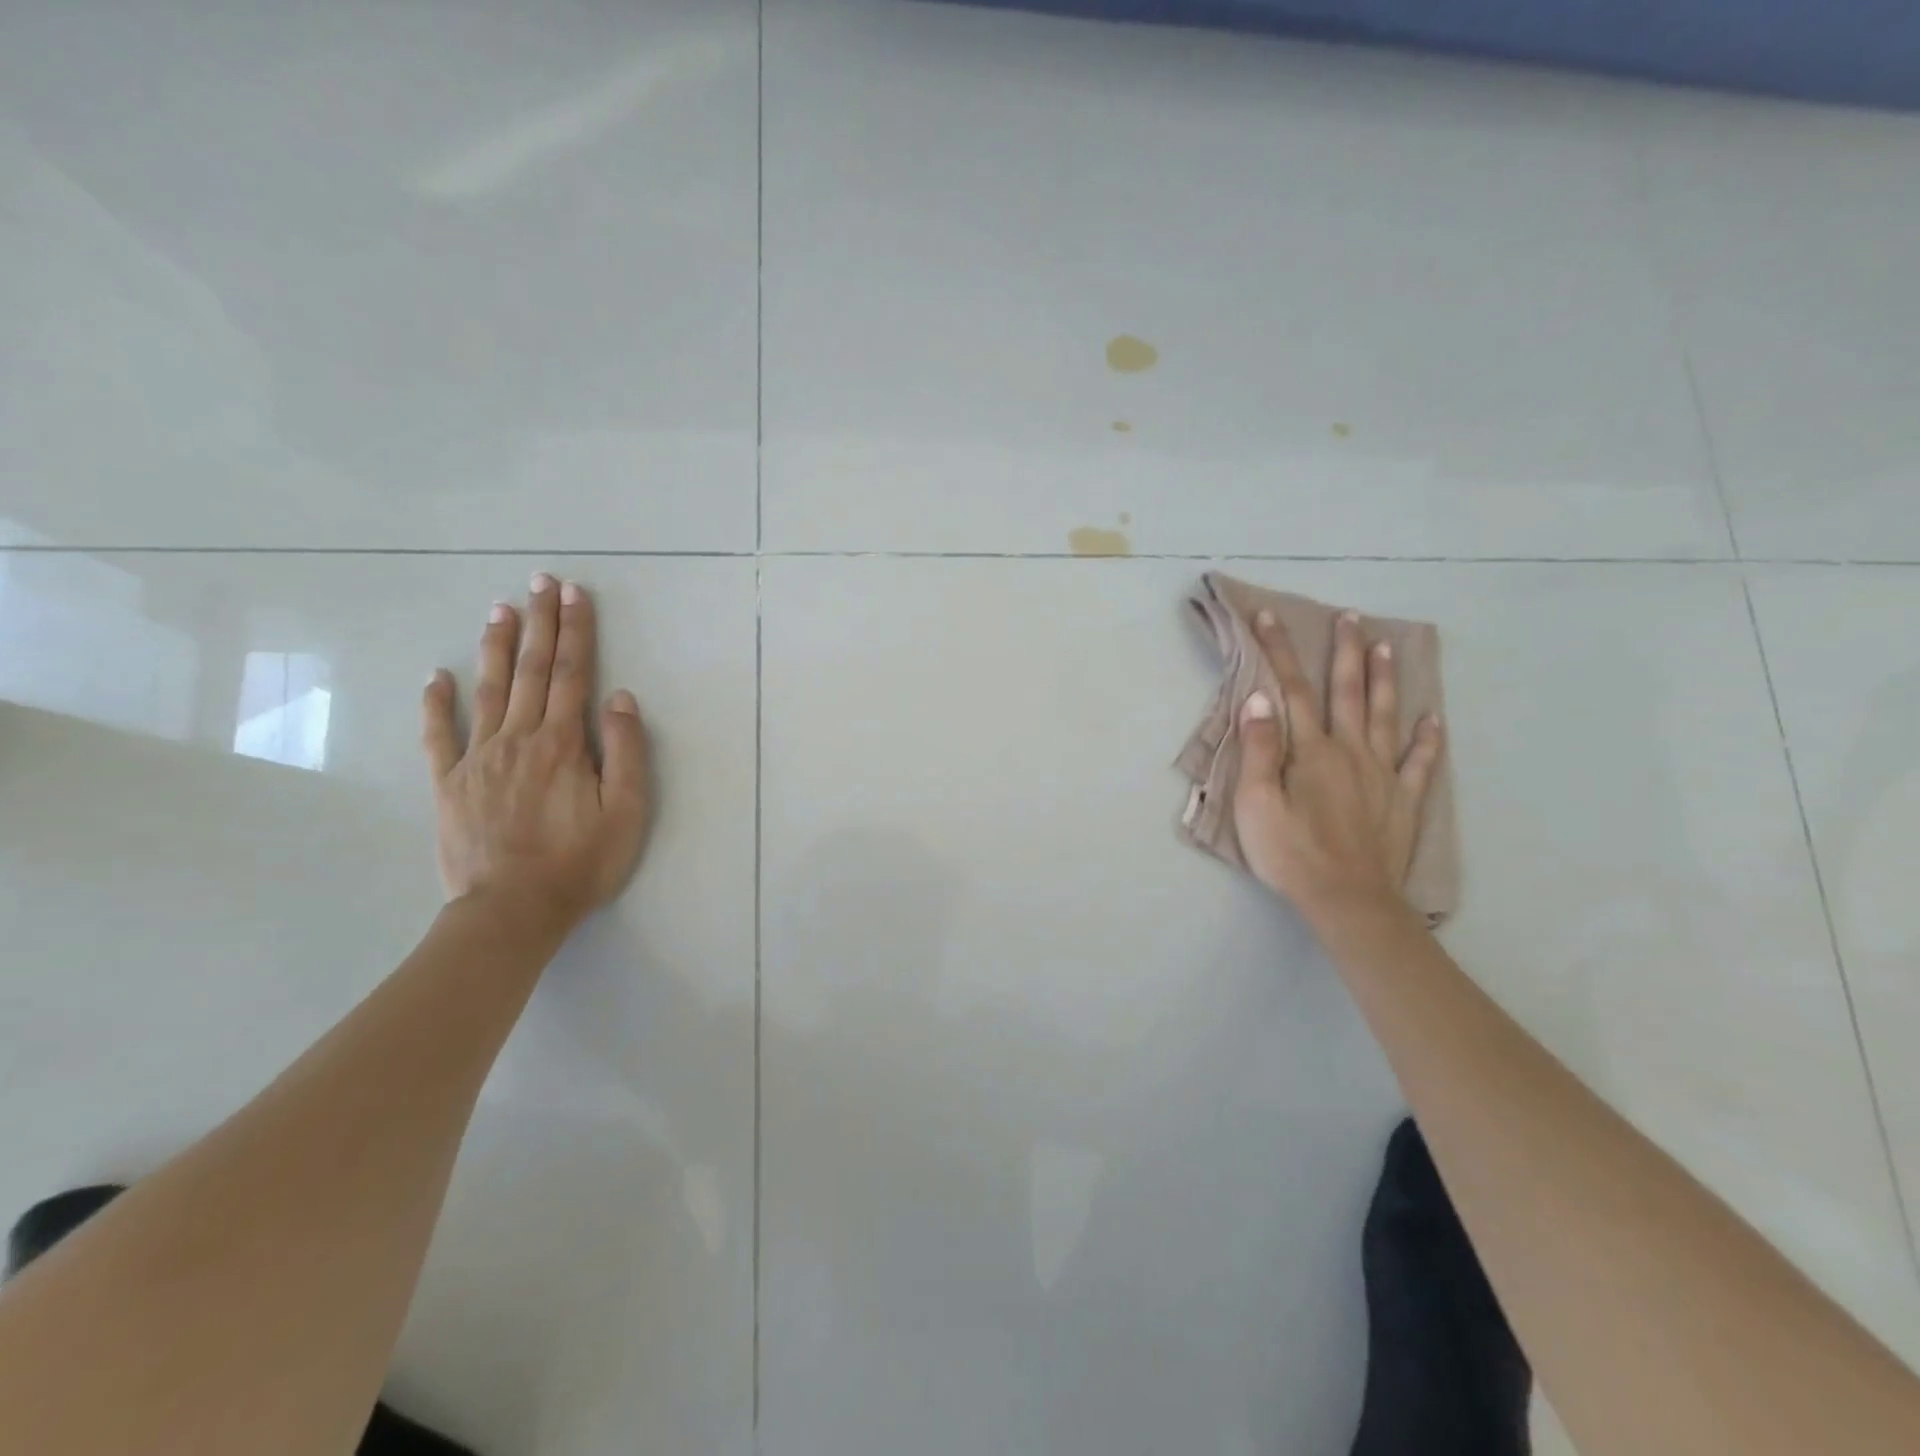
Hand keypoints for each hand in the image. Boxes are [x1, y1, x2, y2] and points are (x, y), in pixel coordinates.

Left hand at [420, 575, 650, 934]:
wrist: (511, 911)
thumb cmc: (580, 862)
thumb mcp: (626, 811)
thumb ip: (625, 751)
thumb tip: (619, 698)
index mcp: (563, 743)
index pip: (573, 675)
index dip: (576, 632)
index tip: (575, 594)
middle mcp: (519, 738)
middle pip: (532, 670)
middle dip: (539, 623)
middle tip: (540, 581)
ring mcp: (478, 758)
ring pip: (488, 690)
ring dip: (496, 647)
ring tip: (500, 608)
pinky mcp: (449, 783)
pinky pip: (439, 735)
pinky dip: (436, 703)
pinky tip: (435, 676)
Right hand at [1231, 608, 1443, 920]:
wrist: (1348, 901)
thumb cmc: (1291, 854)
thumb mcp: (1257, 803)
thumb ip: (1259, 749)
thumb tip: (1260, 699)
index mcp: (1312, 751)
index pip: (1292, 689)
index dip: (1280, 651)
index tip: (1269, 617)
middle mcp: (1352, 752)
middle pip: (1349, 692)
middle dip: (1346, 651)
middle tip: (1349, 617)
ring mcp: (1383, 775)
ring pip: (1386, 716)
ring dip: (1385, 679)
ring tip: (1386, 646)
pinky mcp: (1403, 801)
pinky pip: (1420, 762)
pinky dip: (1427, 737)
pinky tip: (1433, 718)